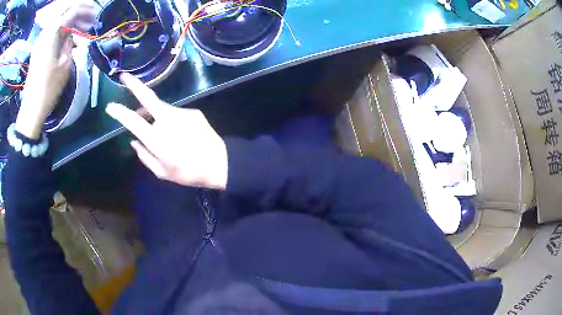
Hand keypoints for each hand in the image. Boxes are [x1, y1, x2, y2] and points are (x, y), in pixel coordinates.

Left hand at [15, 2, 95, 138]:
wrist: (32, 107)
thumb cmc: (49, 86)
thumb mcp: (65, 62)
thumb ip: (70, 40)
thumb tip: (73, 31)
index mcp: (52, 31)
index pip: (73, 10)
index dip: (86, 10)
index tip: (95, 15)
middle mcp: (46, 31)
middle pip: (65, 11)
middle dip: (79, 12)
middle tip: (90, 19)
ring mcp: (41, 40)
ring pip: (59, 20)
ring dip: (71, 21)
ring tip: (82, 29)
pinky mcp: (39, 48)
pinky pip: (53, 31)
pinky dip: (63, 30)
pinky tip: (70, 37)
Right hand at [106, 73, 227, 189]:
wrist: (220, 163)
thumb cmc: (188, 173)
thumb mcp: (162, 172)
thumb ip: (145, 156)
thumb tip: (134, 142)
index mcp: (157, 139)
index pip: (133, 121)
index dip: (120, 112)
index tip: (110, 107)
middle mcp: (167, 120)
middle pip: (148, 98)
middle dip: (134, 85)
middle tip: (124, 76)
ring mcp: (182, 113)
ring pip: (161, 109)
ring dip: (152, 113)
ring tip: (149, 124)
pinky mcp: (192, 111)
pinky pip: (174, 113)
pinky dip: (168, 119)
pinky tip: (176, 132)